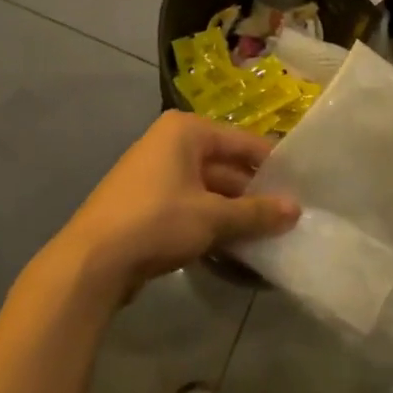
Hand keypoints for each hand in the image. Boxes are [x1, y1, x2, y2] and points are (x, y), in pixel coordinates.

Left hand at [49, 111, 299, 302]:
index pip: (243, 142)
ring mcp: (155, 173)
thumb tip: (296, 209)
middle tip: (288, 216)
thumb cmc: (157, 222)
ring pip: (208, 189)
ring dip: (234, 212)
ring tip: (268, 235)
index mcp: (186, 131)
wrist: (91, 261)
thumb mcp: (213, 217)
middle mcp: (170, 143)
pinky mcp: (146, 203)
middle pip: (225, 165)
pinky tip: (235, 246)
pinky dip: (211, 222)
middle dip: (253, 193)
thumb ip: (256, 213)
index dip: (272, 165)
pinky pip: (190, 206)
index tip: (301, 187)